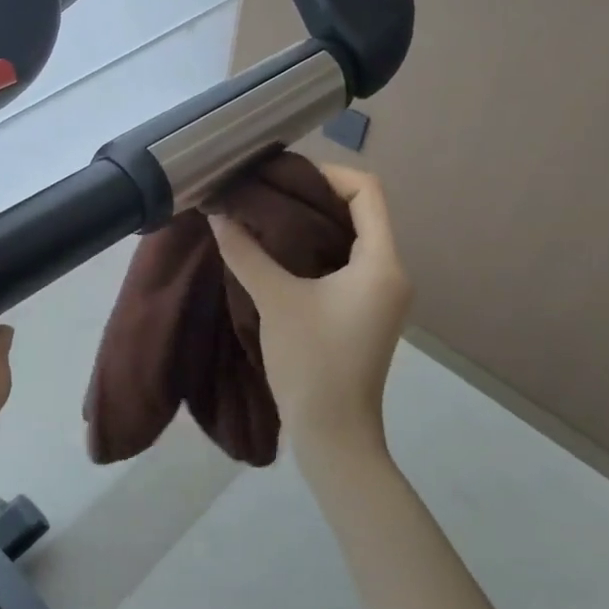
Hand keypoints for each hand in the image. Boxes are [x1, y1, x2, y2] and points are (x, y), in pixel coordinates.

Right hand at [210, 166, 411, 454]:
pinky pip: (346, 260)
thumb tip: (217, 213)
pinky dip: (316, 246)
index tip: (284, 177)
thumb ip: (246, 252)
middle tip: (267, 191)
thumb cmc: (312, 363)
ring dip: (314, 221)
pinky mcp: (365, 310)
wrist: (333, 435)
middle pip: (360, 209)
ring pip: (352, 235)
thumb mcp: (276, 301)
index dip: (328, 173)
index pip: (367, 191)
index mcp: (382, 263)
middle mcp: (391, 271)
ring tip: (267, 215)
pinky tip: (279, 250)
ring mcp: (381, 293)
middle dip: (314, 194)